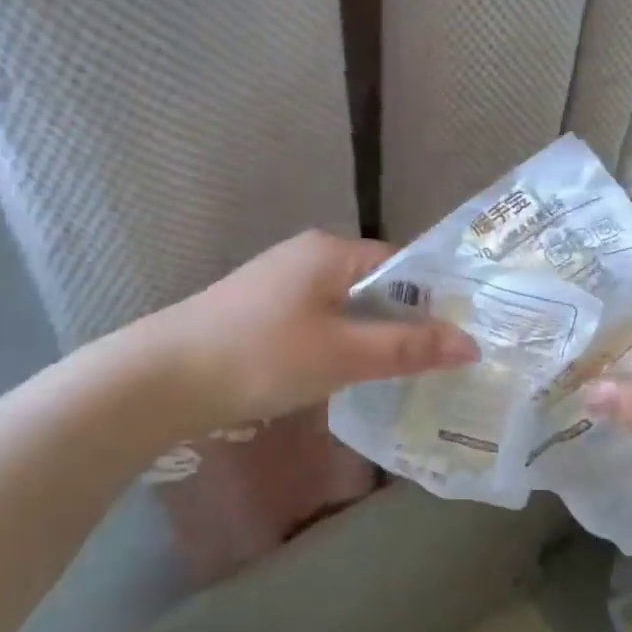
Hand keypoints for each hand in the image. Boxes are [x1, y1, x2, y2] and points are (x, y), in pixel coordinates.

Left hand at [126, 230, 477, 427]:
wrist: (159, 379)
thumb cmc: (261, 356)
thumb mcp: (343, 354)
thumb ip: (408, 348)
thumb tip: (472, 345)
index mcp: (331, 251)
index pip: (404, 265)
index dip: (436, 300)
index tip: (463, 337)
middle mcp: (309, 257)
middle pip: (378, 286)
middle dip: (409, 323)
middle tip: (443, 363)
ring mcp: (283, 284)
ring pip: (350, 308)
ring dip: (377, 337)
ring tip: (408, 374)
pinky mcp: (264, 313)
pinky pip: (323, 323)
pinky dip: (345, 345)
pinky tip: (353, 375)